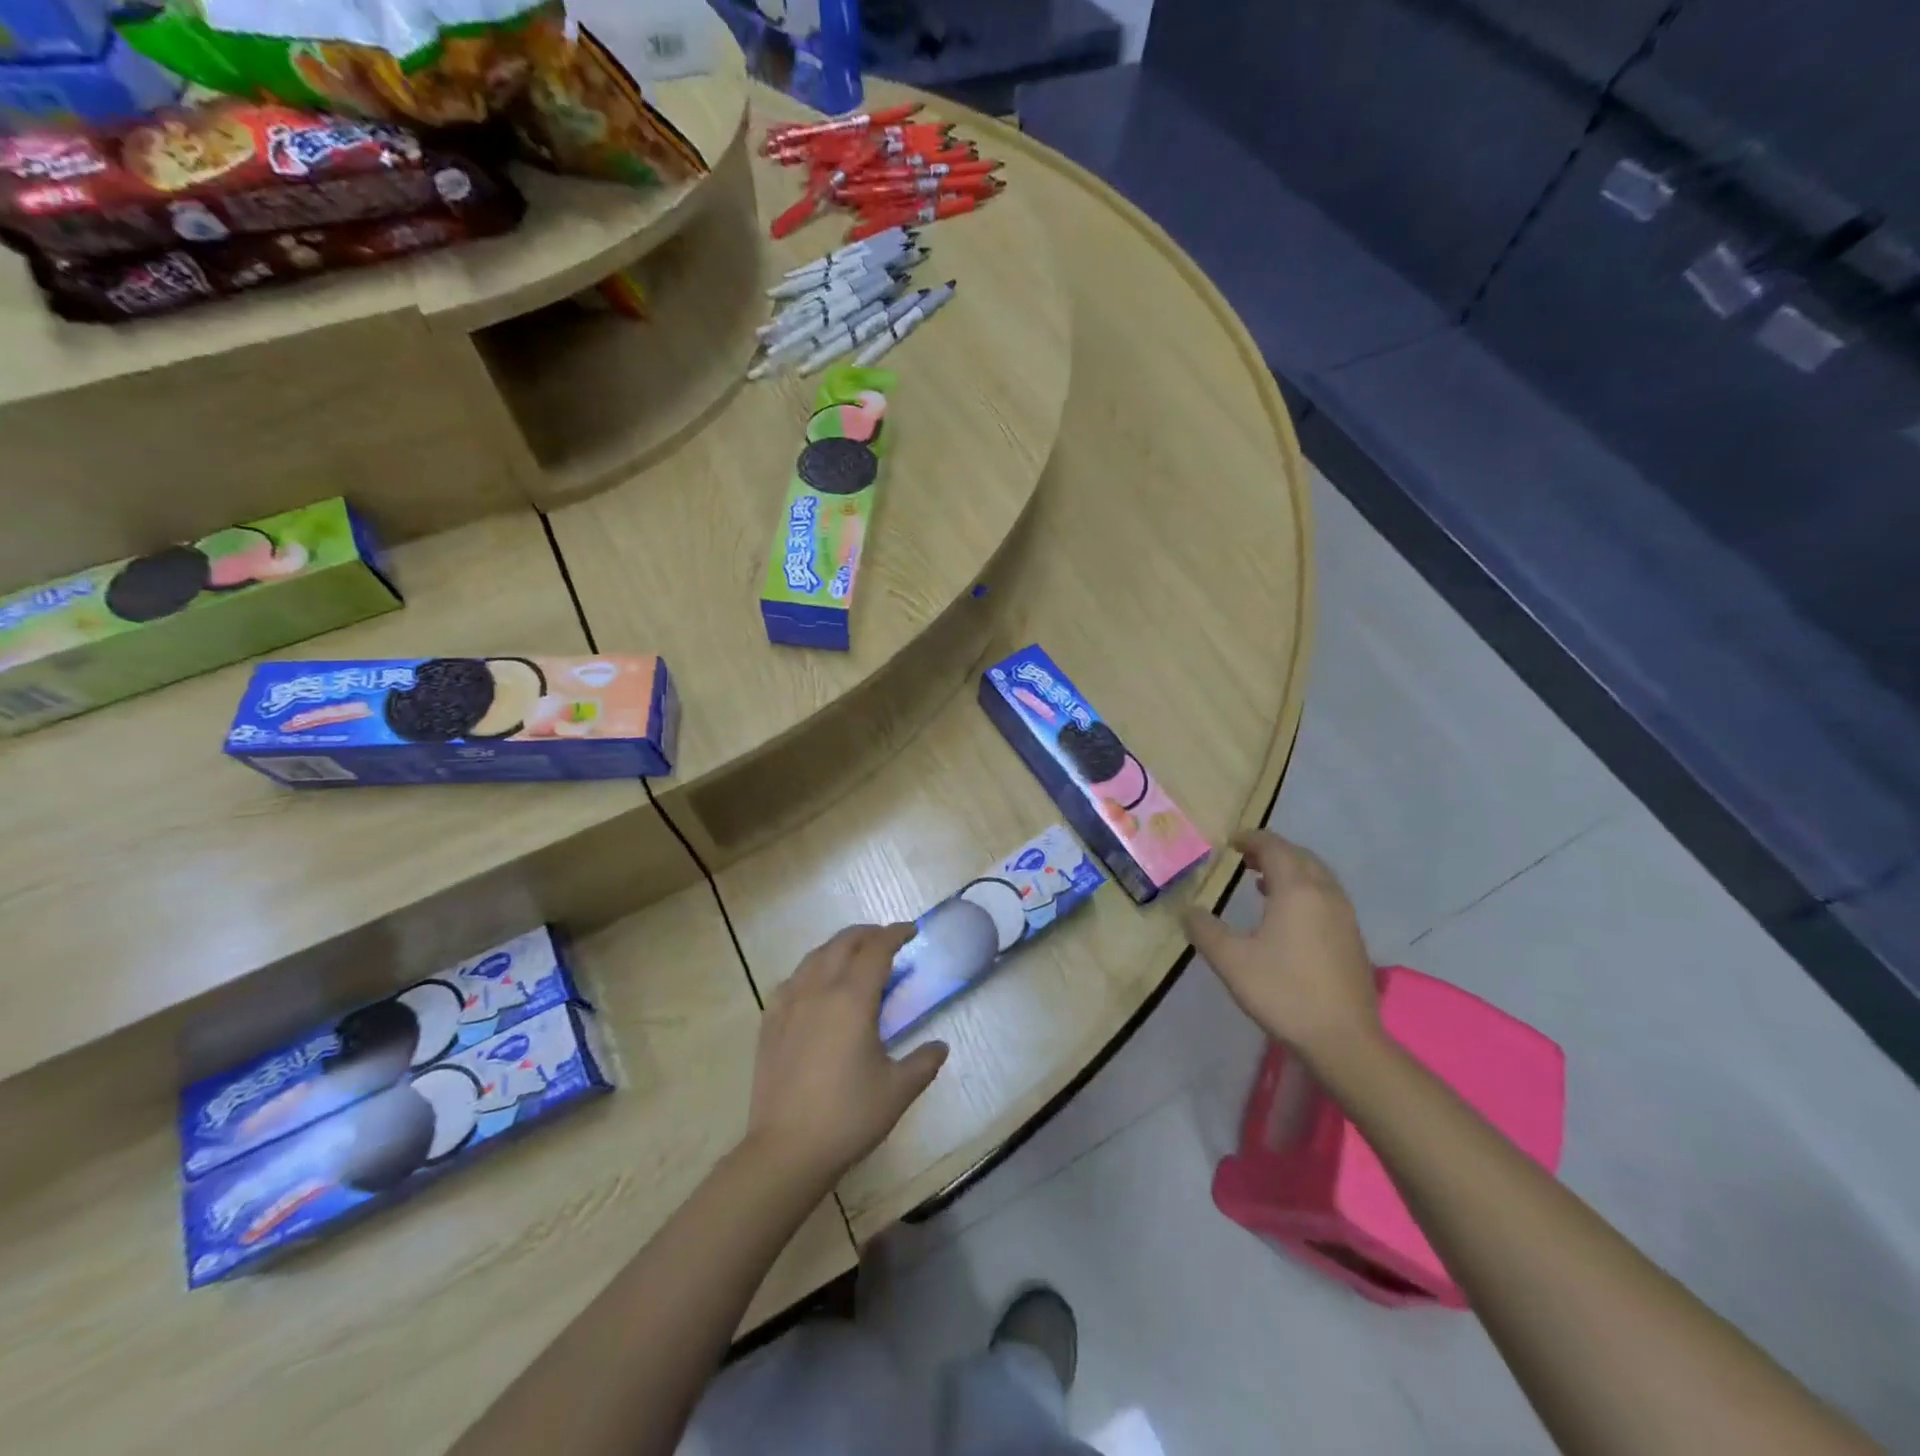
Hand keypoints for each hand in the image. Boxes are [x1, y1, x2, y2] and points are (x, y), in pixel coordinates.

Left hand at [744, 923, 949, 1187]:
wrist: (786, 1150)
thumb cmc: (848, 1116)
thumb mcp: (897, 1090)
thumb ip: (923, 1062)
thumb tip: (940, 1047)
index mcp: (852, 999)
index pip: (876, 950)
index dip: (895, 934)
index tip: (911, 930)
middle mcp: (819, 990)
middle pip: (843, 943)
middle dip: (868, 934)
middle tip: (887, 939)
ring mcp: (789, 1004)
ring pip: (815, 957)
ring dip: (838, 947)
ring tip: (854, 955)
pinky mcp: (769, 1022)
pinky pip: (792, 980)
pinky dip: (811, 970)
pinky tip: (815, 985)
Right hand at [1182, 831, 1380, 1064]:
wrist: (1343, 1039)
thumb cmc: (1283, 992)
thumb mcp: (1231, 961)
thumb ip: (1204, 930)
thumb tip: (1188, 910)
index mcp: (1296, 890)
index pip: (1274, 847)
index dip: (1251, 839)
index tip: (1230, 842)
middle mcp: (1325, 894)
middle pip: (1299, 856)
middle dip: (1272, 851)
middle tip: (1244, 858)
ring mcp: (1344, 916)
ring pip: (1317, 876)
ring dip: (1290, 870)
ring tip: (1262, 882)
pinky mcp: (1352, 938)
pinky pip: (1326, 896)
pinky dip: (1304, 890)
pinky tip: (1287, 915)